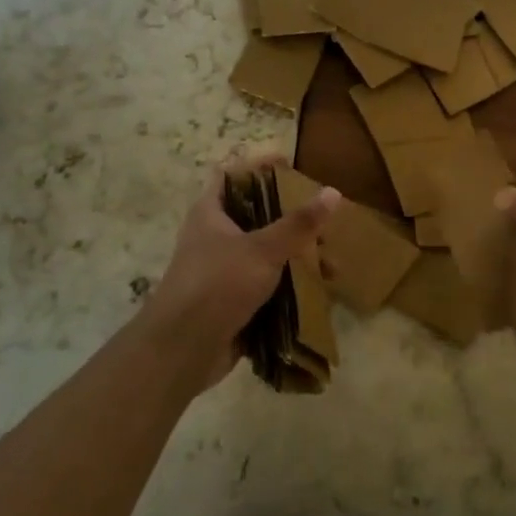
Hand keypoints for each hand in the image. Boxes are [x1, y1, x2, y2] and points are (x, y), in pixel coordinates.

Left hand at [140, 155, 339, 389]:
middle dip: (289, 217)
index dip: (258, 166)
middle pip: (254, 216)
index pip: (231, 175)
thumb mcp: (263, 249)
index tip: (291, 165)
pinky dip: (288, 285)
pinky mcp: (230, 301)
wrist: (182, 349)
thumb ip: (298, 224)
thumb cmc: (218, 284)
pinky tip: (315, 290)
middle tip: (321, 218)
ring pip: (263, 253)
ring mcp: (221, 271)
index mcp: (210, 213)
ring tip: (329, 262)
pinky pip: (264, 285)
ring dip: (294, 256)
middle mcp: (213, 237)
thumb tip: (332, 192)